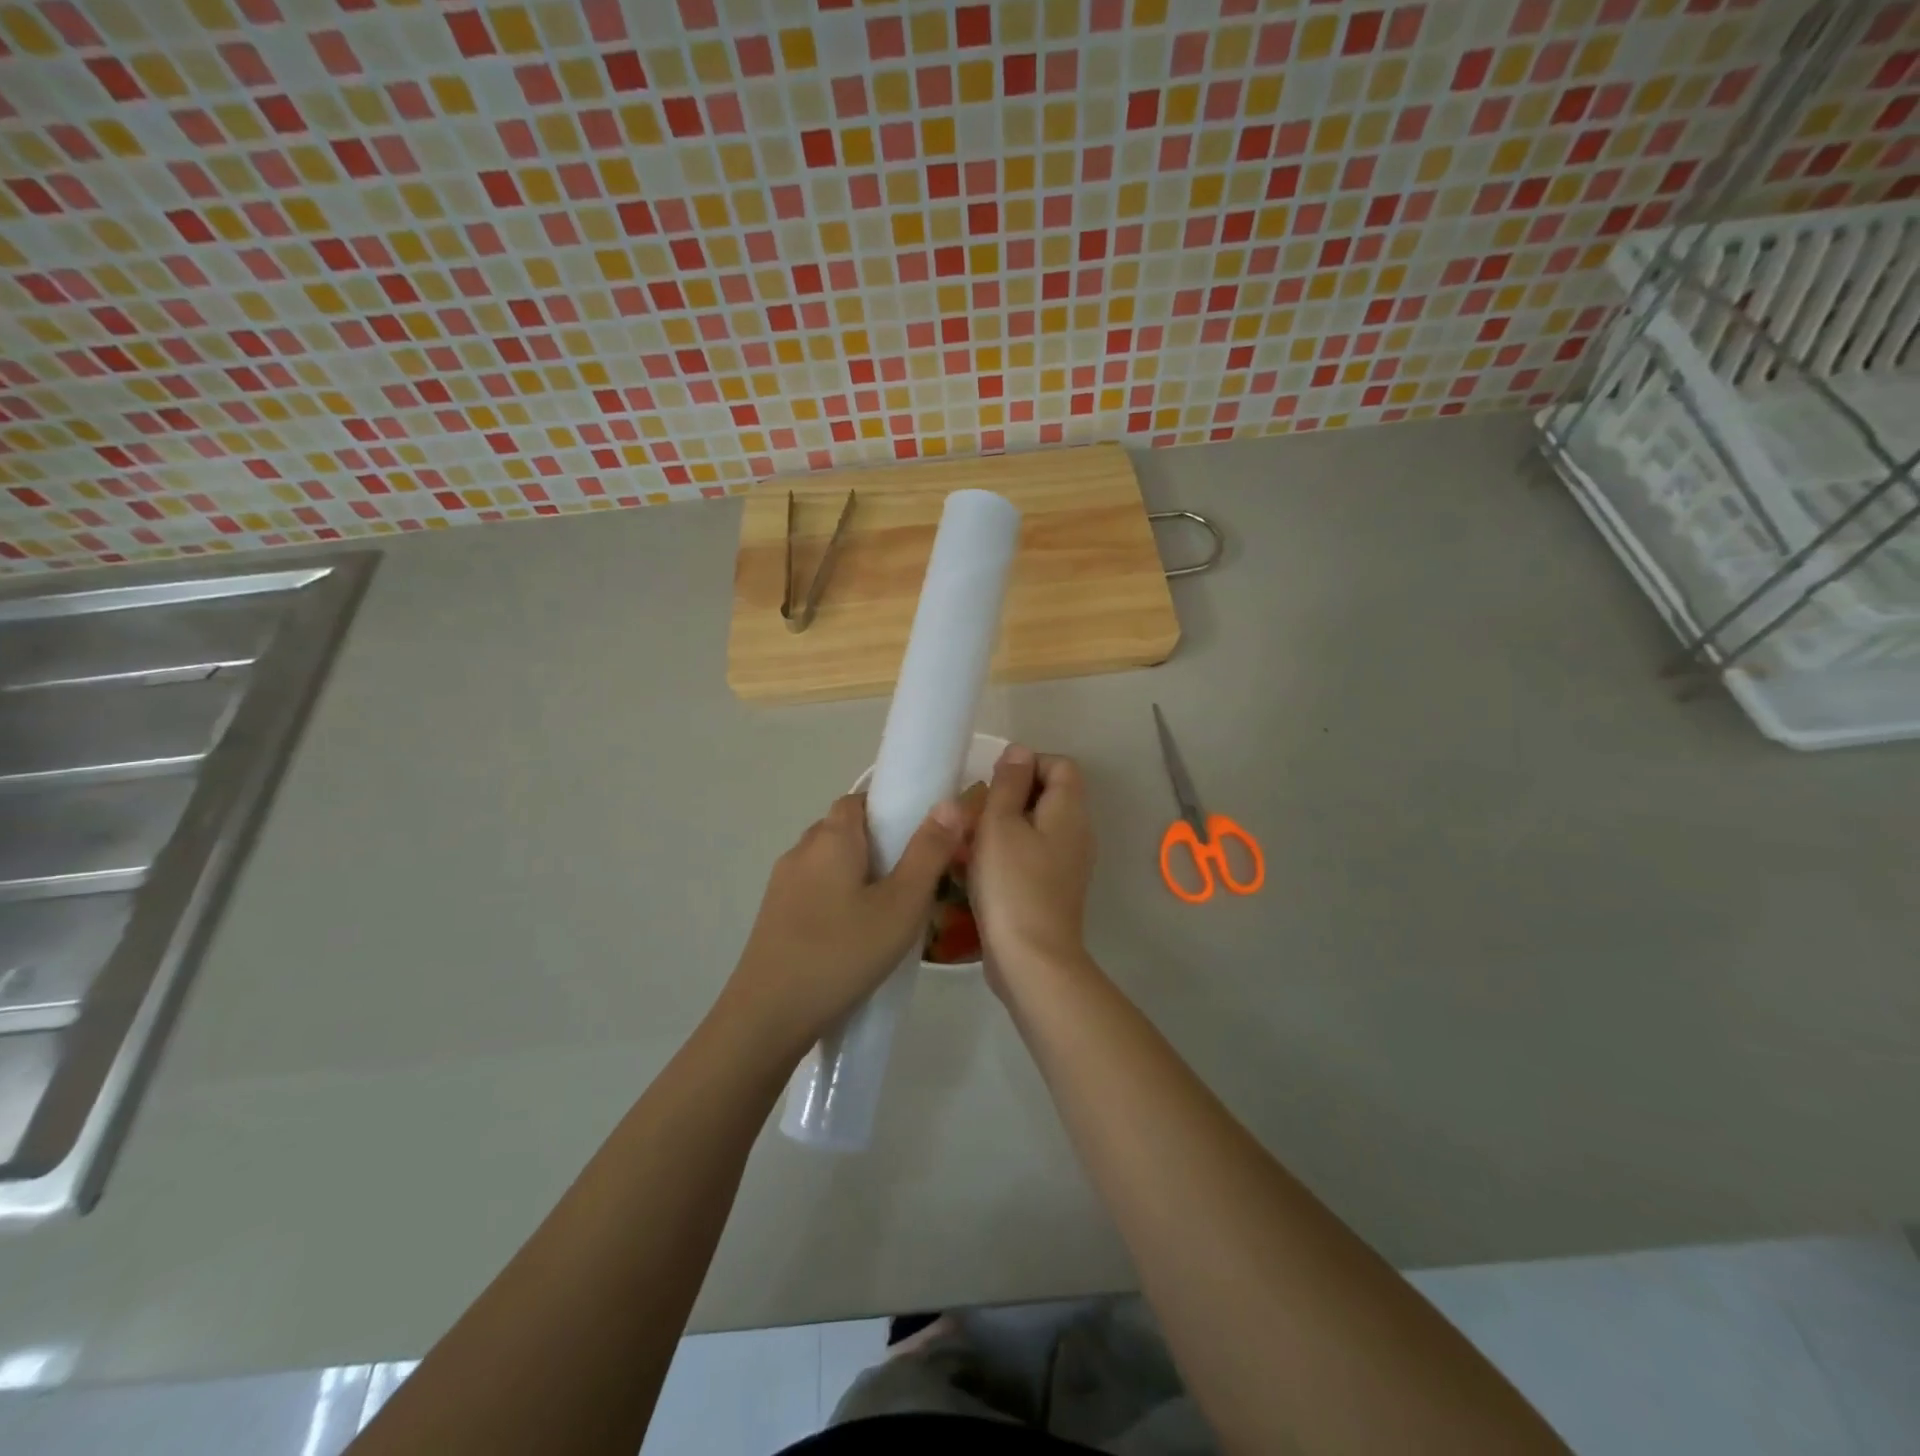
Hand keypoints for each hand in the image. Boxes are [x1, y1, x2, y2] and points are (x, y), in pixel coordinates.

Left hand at [725, 792, 960, 1055]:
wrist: (769, 1016)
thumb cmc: (843, 953)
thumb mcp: (901, 904)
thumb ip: (928, 852)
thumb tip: (949, 802)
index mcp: (831, 838)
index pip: (859, 800)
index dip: (890, 808)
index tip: (919, 837)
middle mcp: (801, 850)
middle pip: (844, 829)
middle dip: (878, 843)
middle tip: (913, 876)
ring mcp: (782, 884)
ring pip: (828, 862)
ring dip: (857, 873)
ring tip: (889, 908)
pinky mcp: (774, 915)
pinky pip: (814, 889)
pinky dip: (837, 896)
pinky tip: (855, 933)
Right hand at [970, 745, 1095, 996]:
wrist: (1032, 959)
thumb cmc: (1012, 884)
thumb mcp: (1000, 825)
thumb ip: (1009, 784)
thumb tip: (1020, 751)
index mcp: (1069, 811)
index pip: (1059, 765)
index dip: (1027, 764)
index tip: (993, 784)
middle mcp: (1077, 833)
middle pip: (1049, 795)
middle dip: (1010, 796)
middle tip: (976, 812)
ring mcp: (1069, 864)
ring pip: (1037, 827)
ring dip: (1005, 827)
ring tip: (970, 840)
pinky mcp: (1055, 889)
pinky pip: (1033, 855)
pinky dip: (1009, 854)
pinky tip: (979, 869)